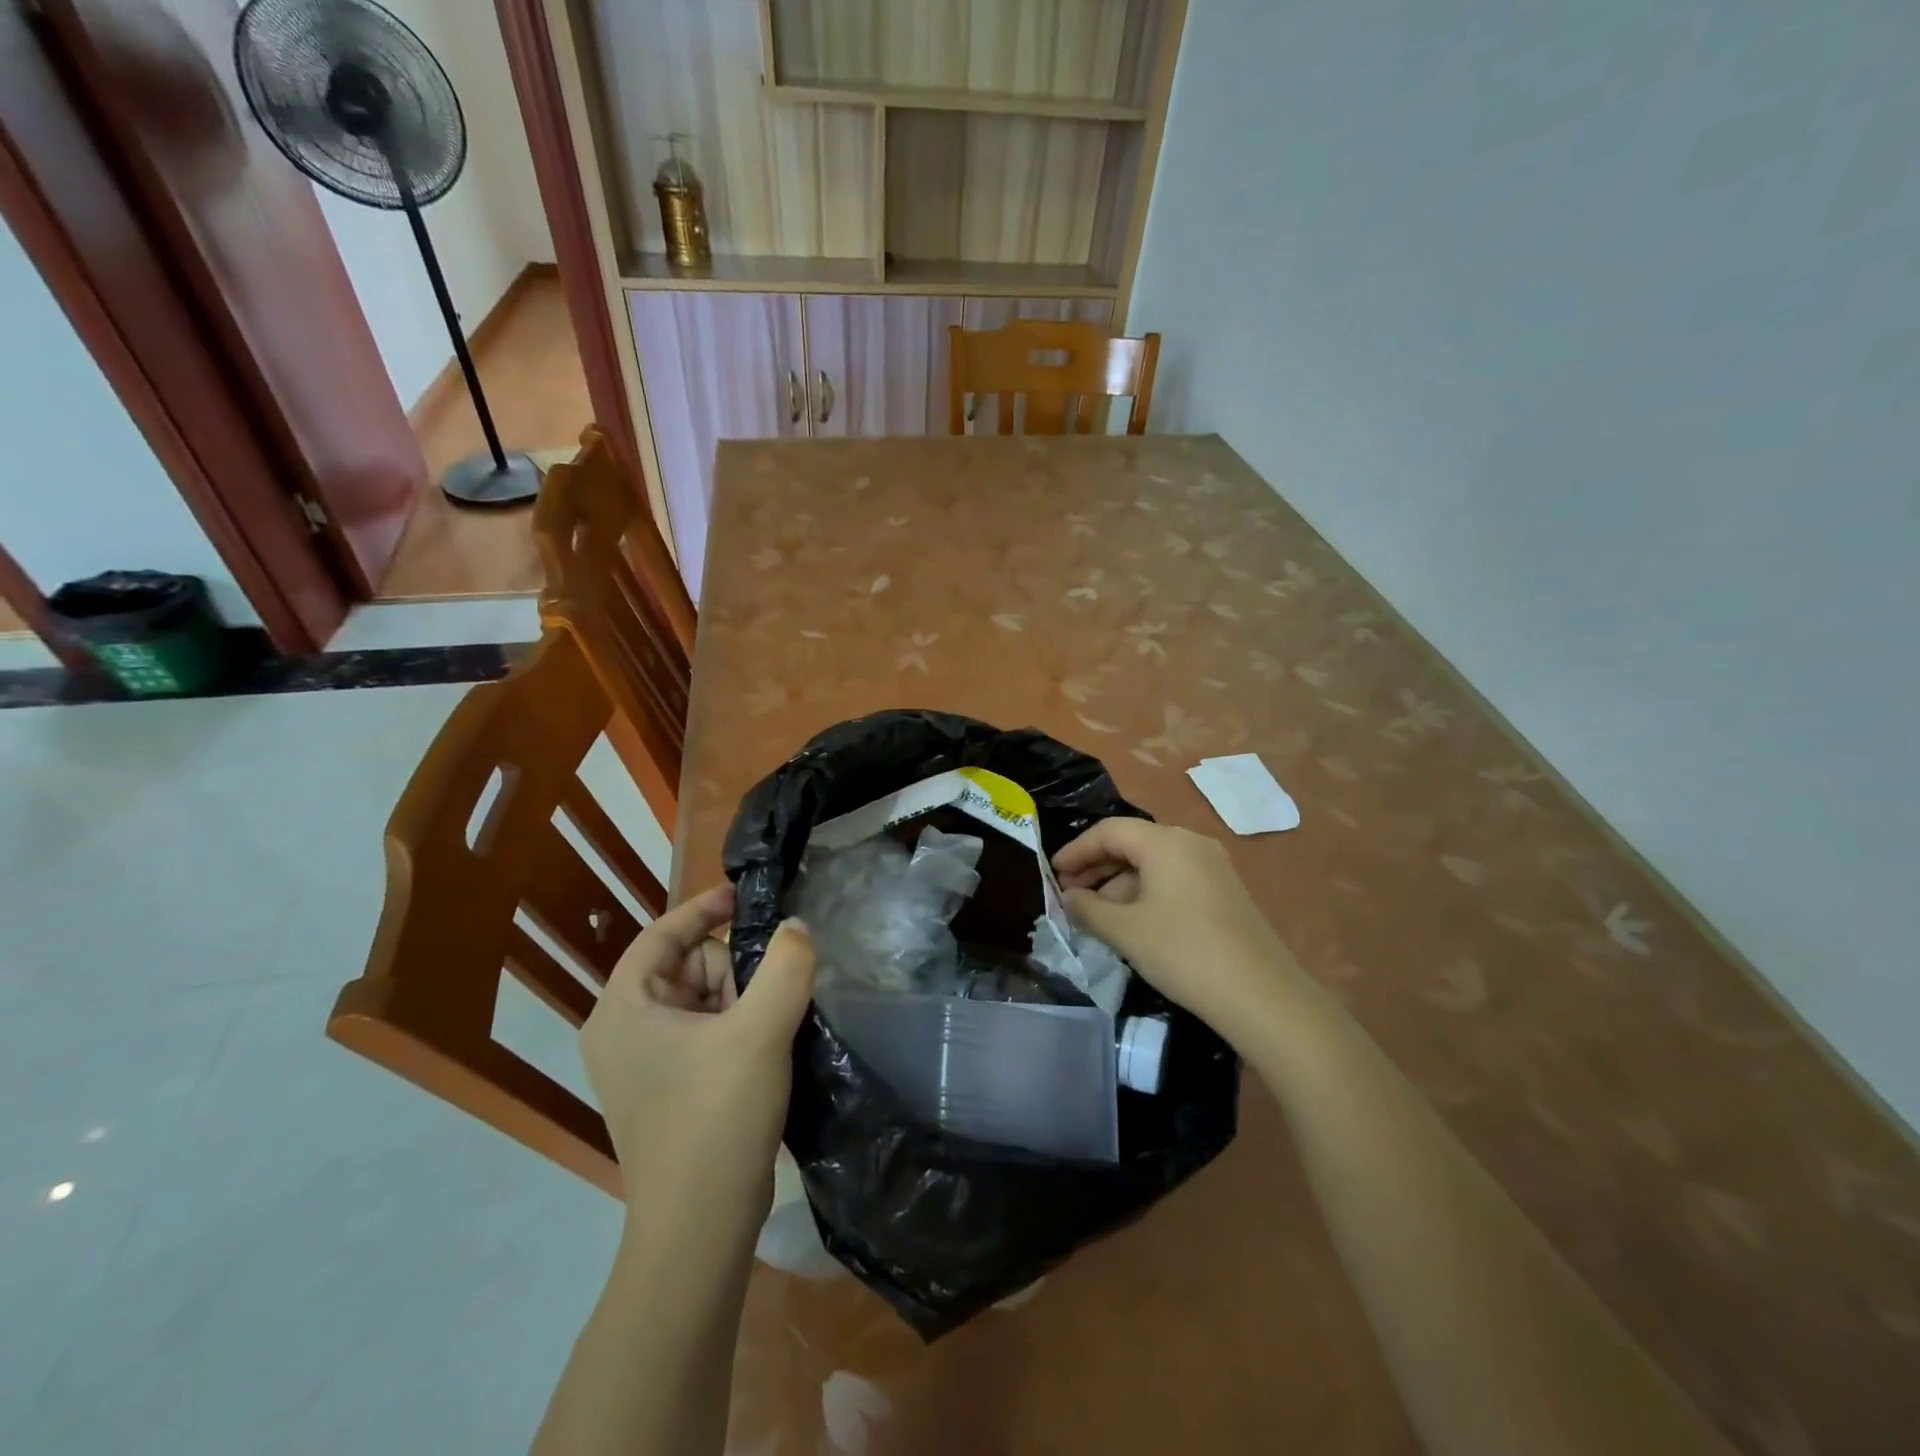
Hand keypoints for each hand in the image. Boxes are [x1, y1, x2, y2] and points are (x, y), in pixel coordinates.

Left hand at [580, 882, 815, 1224]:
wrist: (700, 1230)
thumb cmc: (717, 1119)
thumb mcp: (760, 1031)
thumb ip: (786, 966)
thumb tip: (796, 927)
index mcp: (623, 1009)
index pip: (662, 934)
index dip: (704, 909)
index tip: (747, 898)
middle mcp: (622, 1031)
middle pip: (687, 966)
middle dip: (733, 971)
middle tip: (768, 1000)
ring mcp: (642, 1065)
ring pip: (701, 999)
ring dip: (741, 1001)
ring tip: (769, 1032)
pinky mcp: (666, 1090)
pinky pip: (704, 1033)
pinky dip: (736, 1028)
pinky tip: (763, 1050)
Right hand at [1053, 818, 1298, 1031]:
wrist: (1262, 996)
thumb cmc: (1183, 953)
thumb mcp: (1125, 931)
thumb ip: (1088, 909)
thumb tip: (1069, 898)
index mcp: (1165, 842)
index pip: (1109, 831)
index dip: (1076, 850)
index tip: (1053, 874)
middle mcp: (1190, 843)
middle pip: (1132, 843)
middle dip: (1097, 867)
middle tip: (1069, 894)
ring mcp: (1212, 866)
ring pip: (1153, 863)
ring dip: (1119, 883)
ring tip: (1096, 914)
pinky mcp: (1225, 891)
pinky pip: (1174, 879)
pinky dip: (1145, 893)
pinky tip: (1132, 922)